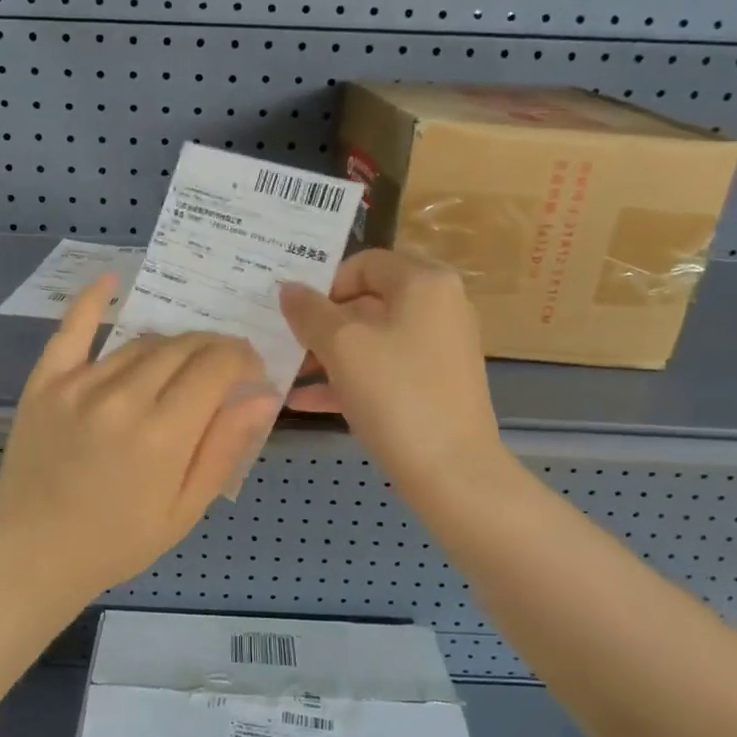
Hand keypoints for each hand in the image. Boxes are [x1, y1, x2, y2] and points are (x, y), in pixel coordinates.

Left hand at [0, 273, 281, 605]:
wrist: (32, 553)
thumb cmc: (116, 542)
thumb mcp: (184, 510)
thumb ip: (224, 448)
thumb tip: (265, 396)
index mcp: (164, 434)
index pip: (217, 367)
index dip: (242, 359)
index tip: (251, 370)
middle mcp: (124, 397)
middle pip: (183, 347)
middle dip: (214, 348)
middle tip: (223, 365)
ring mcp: (80, 384)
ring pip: (141, 342)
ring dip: (172, 344)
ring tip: (182, 361)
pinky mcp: (46, 381)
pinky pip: (73, 329)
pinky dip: (93, 300)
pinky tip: (112, 278)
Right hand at [280, 250, 506, 498]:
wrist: (453, 472)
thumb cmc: (396, 394)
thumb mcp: (342, 347)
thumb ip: (309, 312)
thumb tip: (288, 288)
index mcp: (424, 283)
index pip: (364, 263)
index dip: (324, 284)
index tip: (295, 314)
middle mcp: (439, 307)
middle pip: (367, 302)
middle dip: (321, 324)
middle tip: (284, 343)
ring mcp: (440, 349)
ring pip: (372, 340)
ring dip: (327, 355)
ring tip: (288, 375)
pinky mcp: (435, 385)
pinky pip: (383, 370)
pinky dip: (348, 379)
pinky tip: (304, 401)